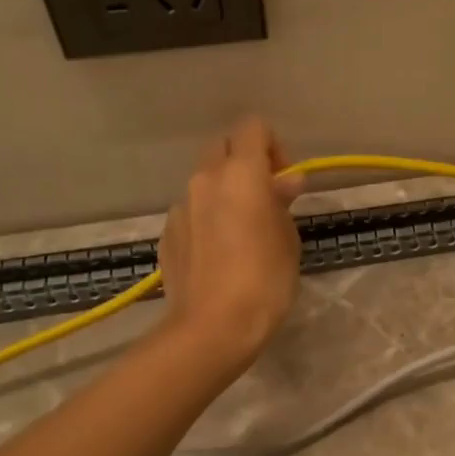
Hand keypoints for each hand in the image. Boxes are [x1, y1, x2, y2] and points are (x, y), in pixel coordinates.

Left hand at [158, 117, 304, 367]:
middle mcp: (205, 180)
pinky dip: (206, 220)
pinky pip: (191, 212)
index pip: (253, 127)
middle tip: (264, 200)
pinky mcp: (167, 234)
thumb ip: (282, 203)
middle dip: (244, 164)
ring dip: (224, 194)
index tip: (284, 180)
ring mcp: (180, 207)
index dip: (272, 146)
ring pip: (204, 183)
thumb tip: (285, 182)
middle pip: (223, 148)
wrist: (212, 327)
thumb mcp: (287, 240)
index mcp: (241, 174)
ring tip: (240, 233)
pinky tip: (218, 256)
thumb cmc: (265, 281)